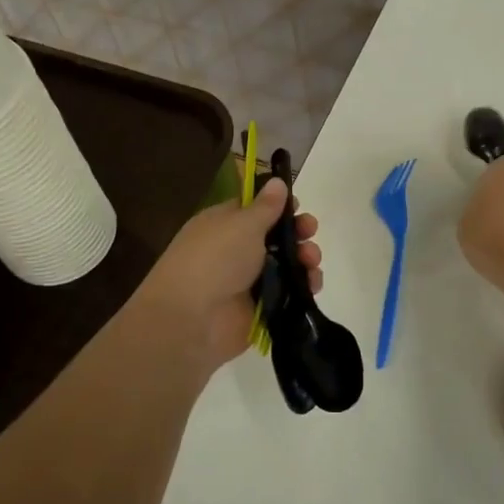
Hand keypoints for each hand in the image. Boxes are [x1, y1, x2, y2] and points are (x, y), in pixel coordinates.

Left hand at [133, 177, 322, 372]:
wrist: (190, 322)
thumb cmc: (214, 260)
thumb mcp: (242, 224)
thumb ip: (266, 206)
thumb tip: (277, 181)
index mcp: (223, 224)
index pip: (255, 209)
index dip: (278, 206)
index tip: (298, 206)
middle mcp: (235, 251)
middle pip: (275, 237)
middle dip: (297, 232)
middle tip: (310, 232)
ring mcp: (248, 282)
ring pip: (285, 265)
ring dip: (304, 259)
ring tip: (312, 262)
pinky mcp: (260, 309)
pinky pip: (287, 294)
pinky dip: (302, 288)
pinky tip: (313, 284)